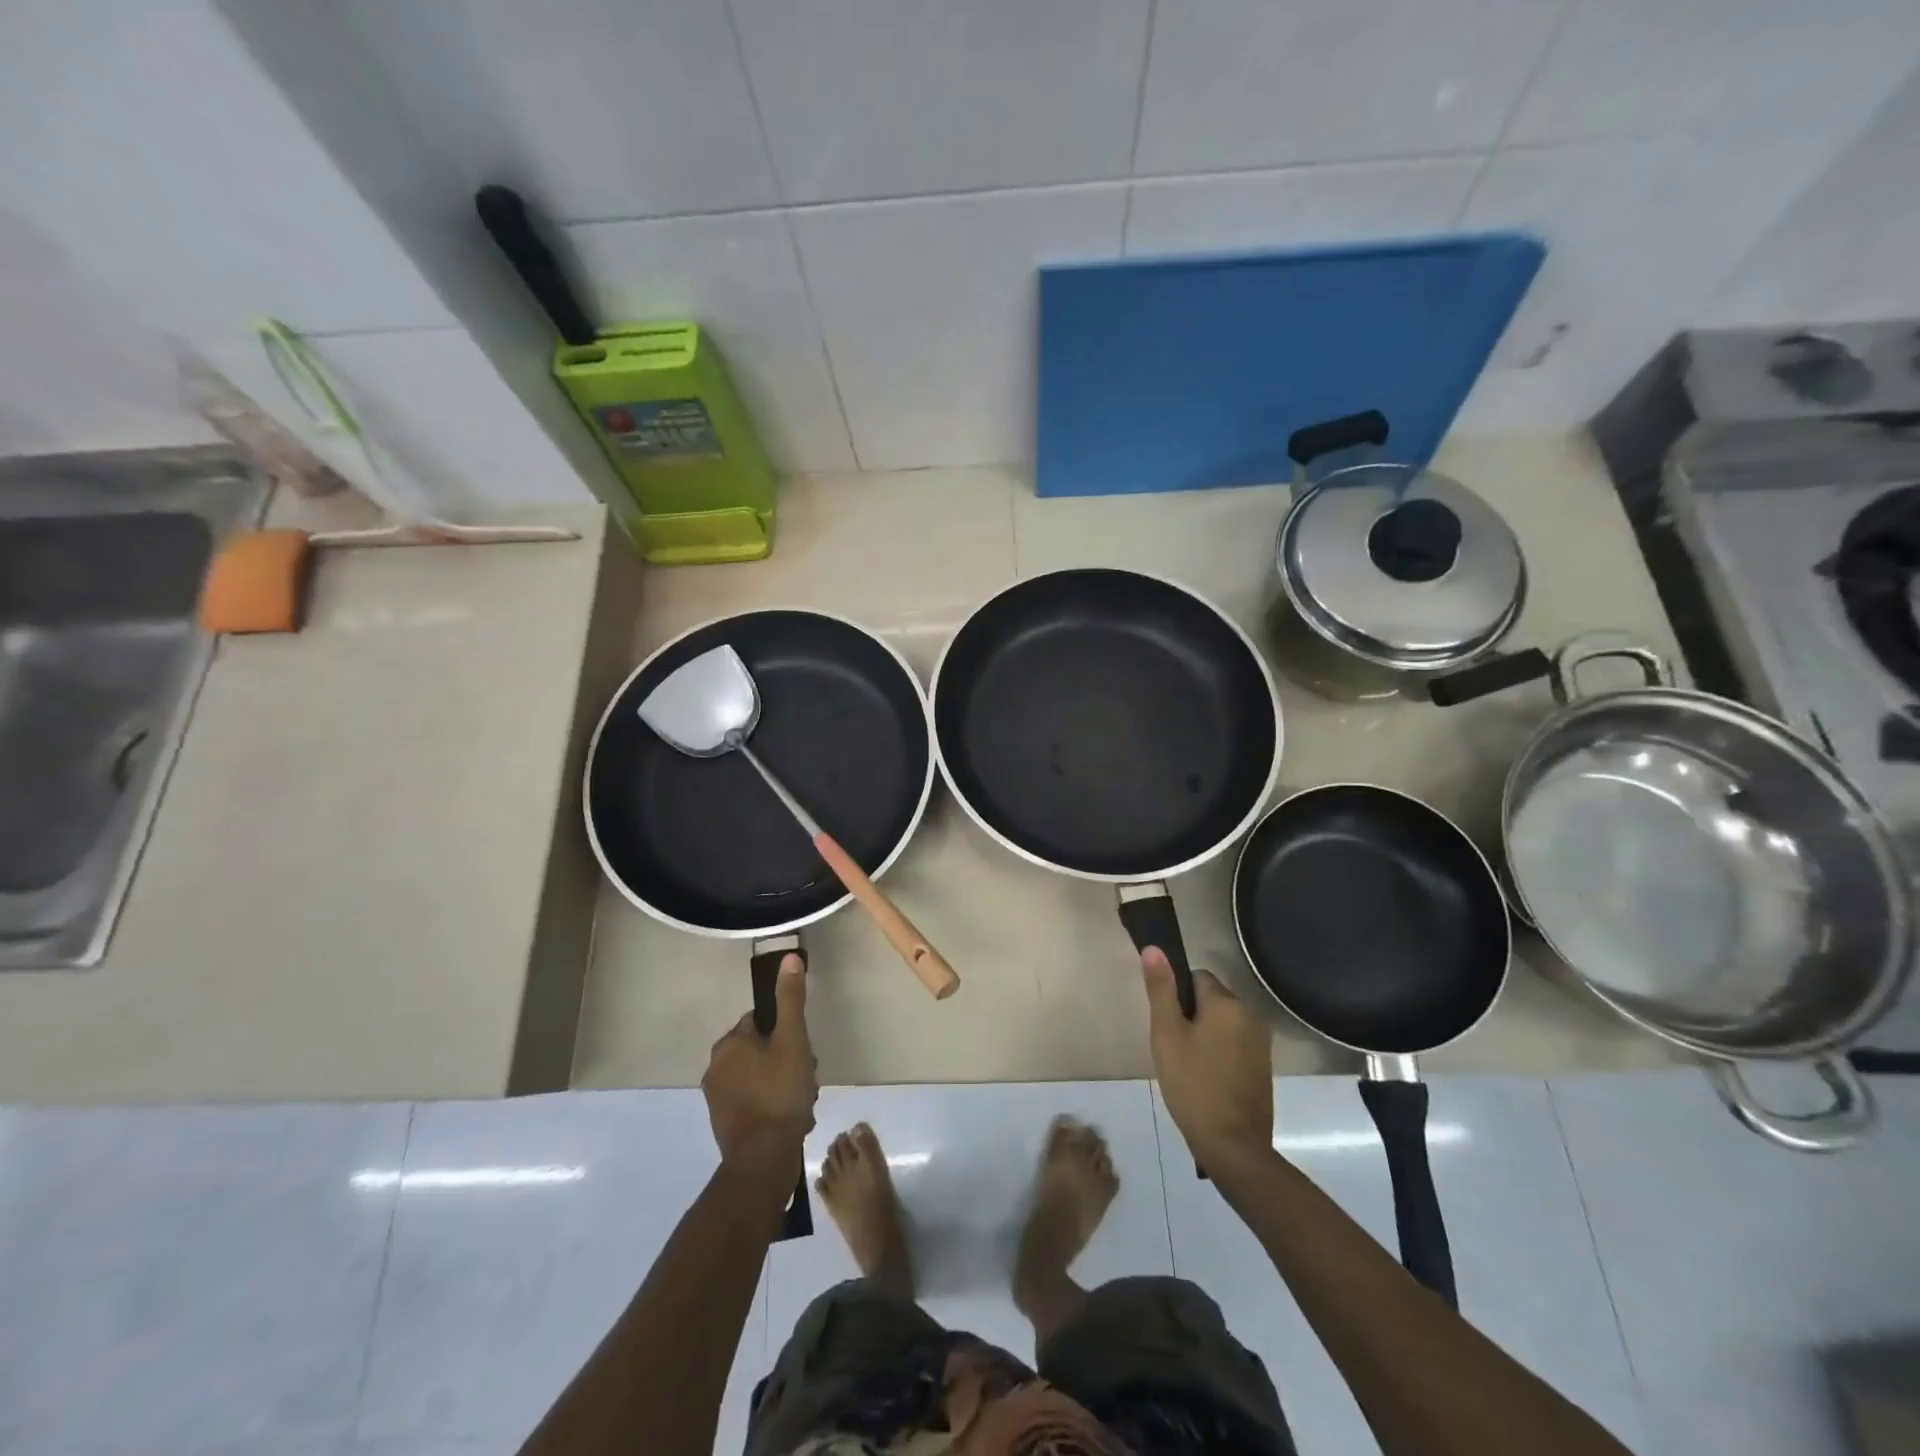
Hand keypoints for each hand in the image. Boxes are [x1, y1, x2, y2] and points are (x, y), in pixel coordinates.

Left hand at [702, 954, 817, 1169]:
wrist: (763, 1159)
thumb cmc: (780, 1093)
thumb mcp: (793, 1041)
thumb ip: (790, 999)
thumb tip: (788, 957)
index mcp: (730, 1043)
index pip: (763, 1021)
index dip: (789, 1033)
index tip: (805, 1051)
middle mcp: (716, 1066)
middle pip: (763, 1049)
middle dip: (789, 1061)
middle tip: (807, 1079)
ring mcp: (718, 1097)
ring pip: (761, 1076)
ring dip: (784, 1084)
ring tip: (803, 1103)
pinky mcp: (725, 1122)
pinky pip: (755, 1100)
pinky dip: (773, 1105)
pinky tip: (792, 1118)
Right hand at [1141, 947, 1272, 1168]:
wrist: (1233, 1146)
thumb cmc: (1193, 1085)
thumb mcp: (1167, 1034)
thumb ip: (1161, 989)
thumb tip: (1154, 947)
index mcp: (1227, 1003)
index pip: (1195, 978)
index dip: (1176, 998)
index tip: (1167, 1026)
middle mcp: (1251, 1015)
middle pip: (1211, 1000)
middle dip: (1191, 1017)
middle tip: (1174, 1049)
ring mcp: (1261, 1043)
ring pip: (1223, 1024)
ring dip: (1205, 1036)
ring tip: (1188, 1068)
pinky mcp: (1264, 1067)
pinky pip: (1235, 1045)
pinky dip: (1220, 1054)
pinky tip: (1207, 1081)